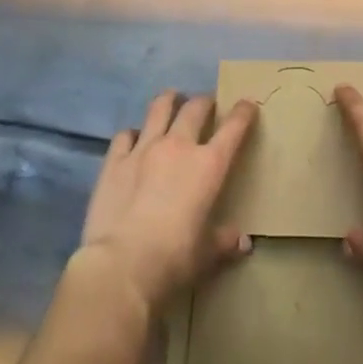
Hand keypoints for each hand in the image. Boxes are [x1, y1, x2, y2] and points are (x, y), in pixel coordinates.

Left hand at [79, 90, 257, 310]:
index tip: (248, 104)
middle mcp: (178, 146)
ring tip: (173, 99)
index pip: (233, 128)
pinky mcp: (115, 160)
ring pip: (159, 108)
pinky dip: (133, 133)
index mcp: (208, 165)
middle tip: (207, 105)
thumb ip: (225, 241)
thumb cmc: (175, 258)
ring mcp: (144, 148)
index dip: (243, 112)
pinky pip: (125, 134)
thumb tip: (242, 242)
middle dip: (205, 102)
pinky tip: (134, 139)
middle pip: (195, 108)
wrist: (122, 265)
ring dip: (170, 100)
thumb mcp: (208, 255)